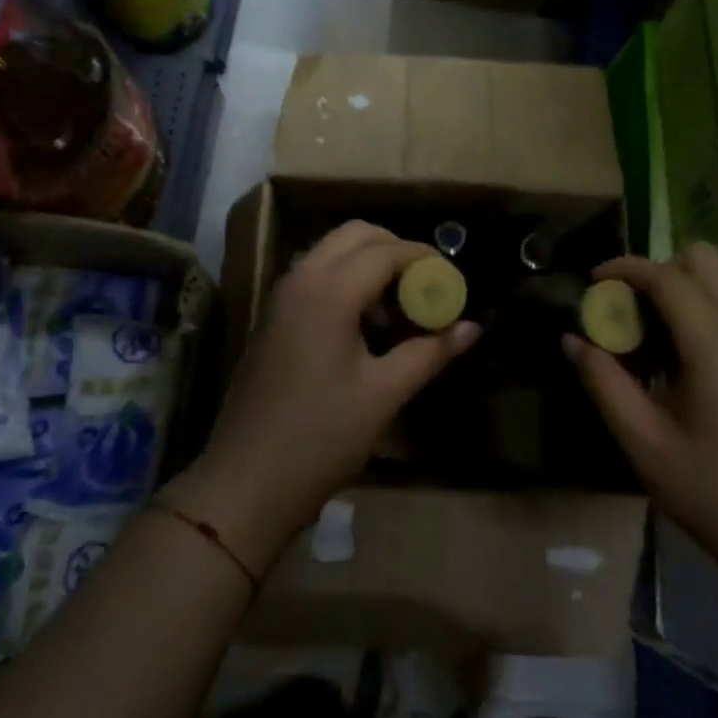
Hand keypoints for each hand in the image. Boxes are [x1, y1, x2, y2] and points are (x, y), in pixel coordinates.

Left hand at [163, 221, 480, 574]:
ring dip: (369, 263)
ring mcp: (282, 295)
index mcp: (329, 290)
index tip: (452, 280)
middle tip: (424, 286)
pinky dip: (346, 279)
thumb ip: (430, 352)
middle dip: (395, 250)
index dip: (424, 258)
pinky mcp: (273, 315)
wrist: (245, 482)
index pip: (386, 251)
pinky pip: (316, 274)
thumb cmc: (321, 437)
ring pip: (332, 251)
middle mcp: (302, 278)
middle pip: (355, 235)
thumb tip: (472, 328)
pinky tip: (365, 325)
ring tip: (398, 310)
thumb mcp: (384, 394)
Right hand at [563, 243, 717, 592]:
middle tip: (628, 308)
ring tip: (648, 338)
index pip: (665, 274)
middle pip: (703, 259)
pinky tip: (680, 365)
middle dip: (658, 269)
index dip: (623, 268)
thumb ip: (603, 383)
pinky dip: (702, 312)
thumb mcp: (646, 445)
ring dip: (681, 290)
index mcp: (713, 342)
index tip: (591, 283)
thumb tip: (572, 340)